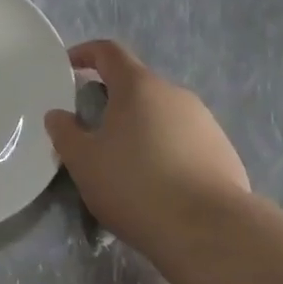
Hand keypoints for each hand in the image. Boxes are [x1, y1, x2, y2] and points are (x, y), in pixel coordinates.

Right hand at [44, 40, 249, 248]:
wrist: (210, 231)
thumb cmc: (135, 185)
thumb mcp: (83, 162)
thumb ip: (64, 132)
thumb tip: (58, 115)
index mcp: (138, 86)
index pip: (109, 52)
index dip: (86, 53)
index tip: (69, 67)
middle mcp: (175, 94)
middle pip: (137, 85)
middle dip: (113, 100)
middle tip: (92, 130)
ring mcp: (205, 122)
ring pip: (162, 115)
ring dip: (141, 128)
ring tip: (126, 164)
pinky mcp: (224, 152)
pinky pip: (185, 141)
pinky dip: (166, 152)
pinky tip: (159, 185)